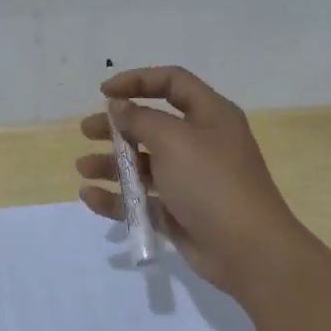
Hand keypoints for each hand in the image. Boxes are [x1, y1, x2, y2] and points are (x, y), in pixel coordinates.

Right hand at [78, 67, 314, 296]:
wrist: (247, 250)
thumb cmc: (212, 183)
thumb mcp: (174, 141)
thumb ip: (141, 119)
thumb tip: (119, 106)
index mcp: (210, 116)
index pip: (172, 83)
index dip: (138, 81)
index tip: (104, 92)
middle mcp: (200, 143)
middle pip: (152, 124)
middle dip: (117, 127)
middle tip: (86, 131)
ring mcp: (190, 180)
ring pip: (143, 164)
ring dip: (111, 163)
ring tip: (84, 168)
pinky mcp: (179, 212)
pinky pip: (142, 198)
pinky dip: (117, 197)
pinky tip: (90, 196)